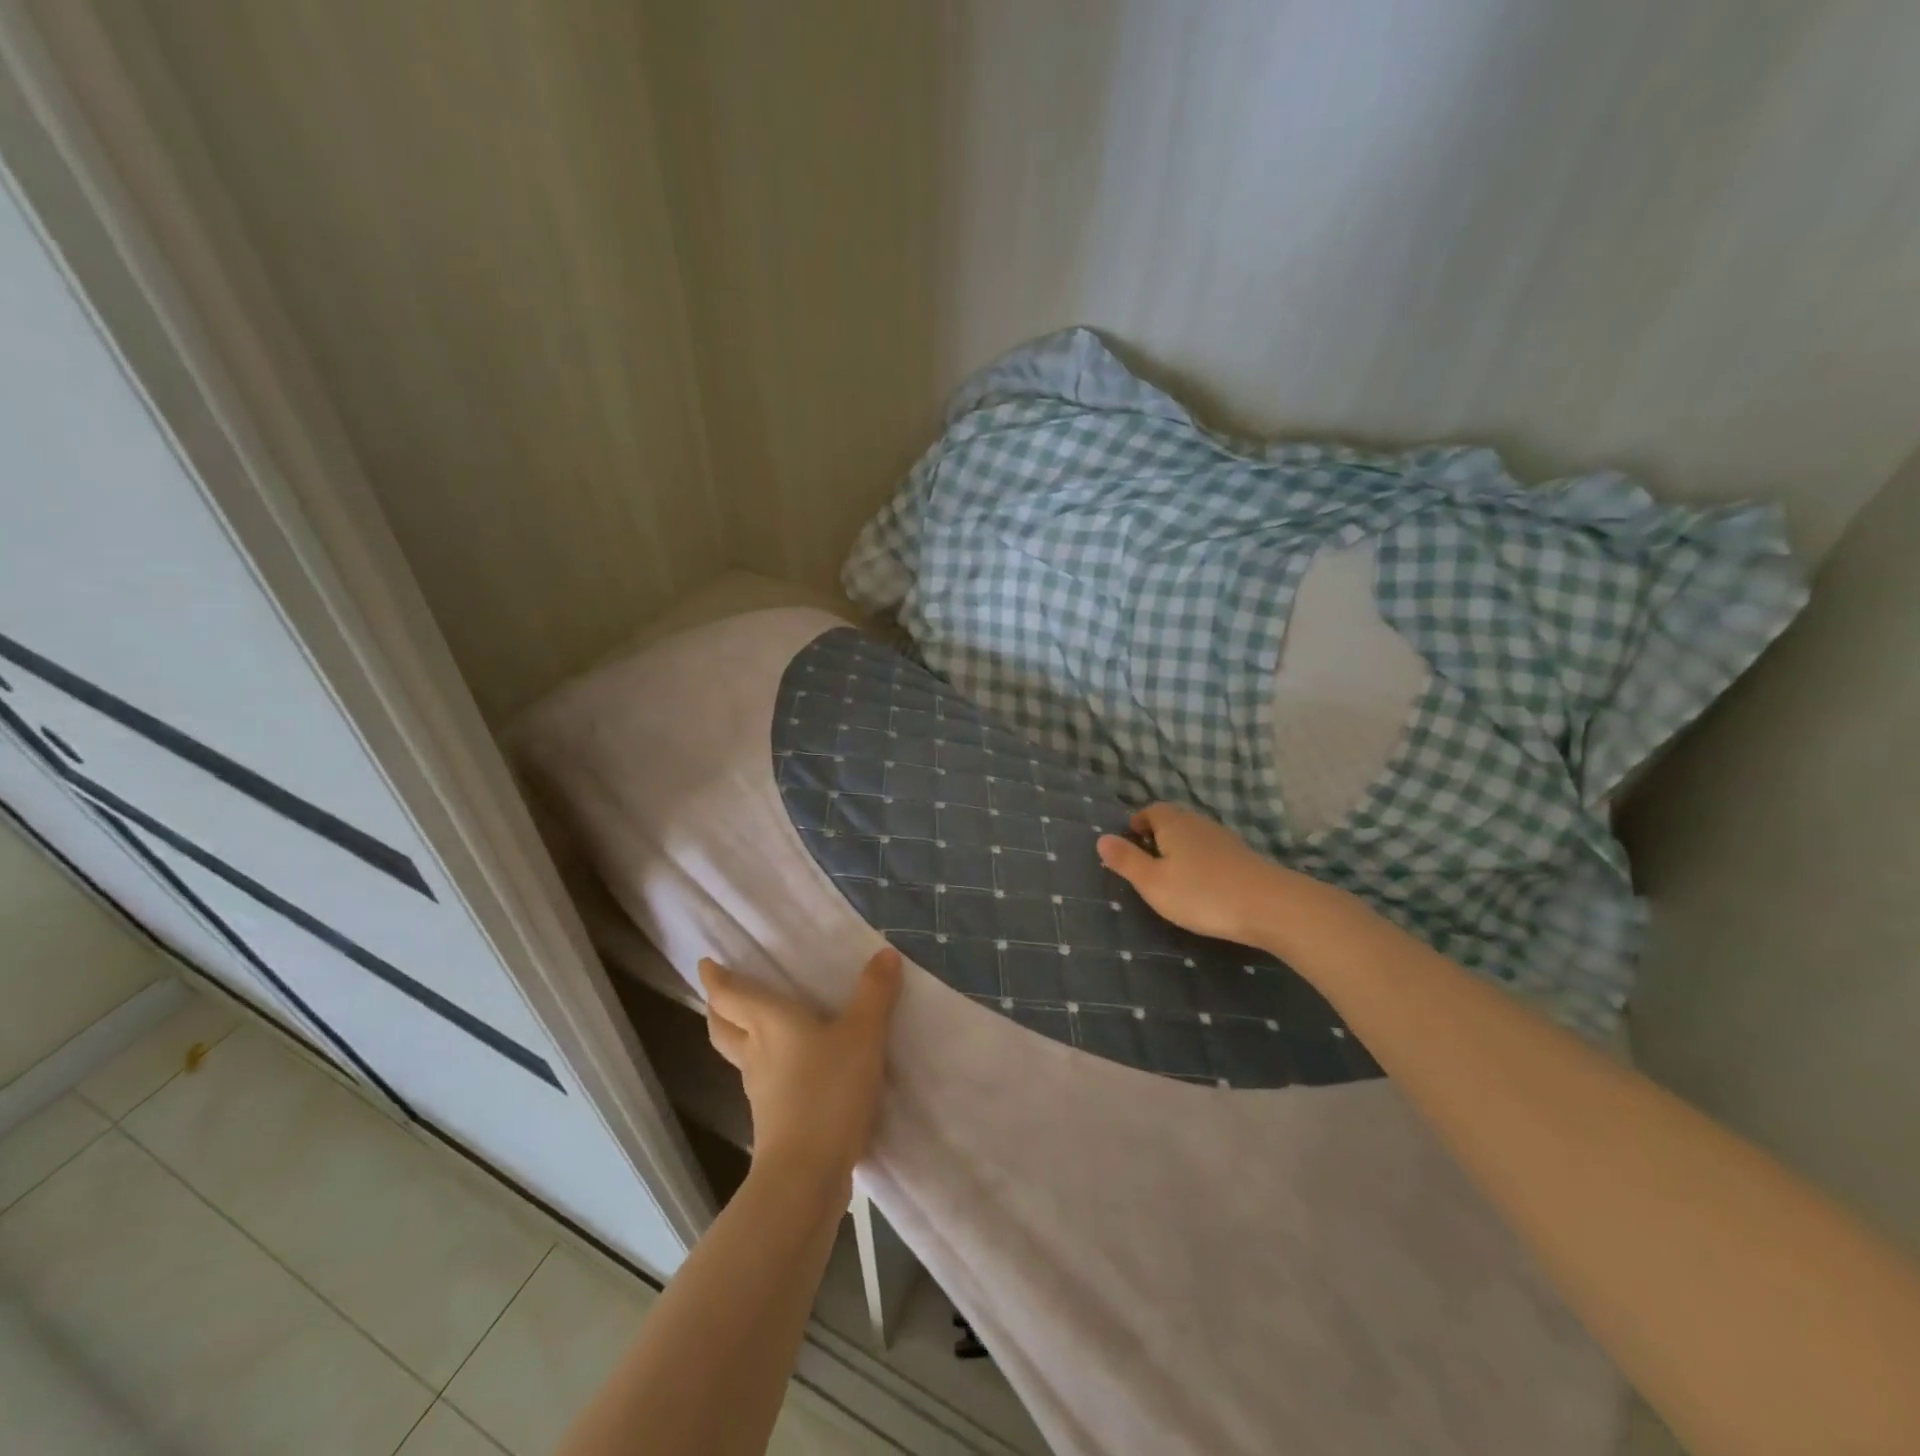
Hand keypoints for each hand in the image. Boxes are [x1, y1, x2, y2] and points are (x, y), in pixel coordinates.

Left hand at [698, 947, 901, 1194]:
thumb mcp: (862, 1036)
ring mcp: (760, 1089)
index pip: (729, 995)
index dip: (715, 978)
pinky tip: (792, 1069)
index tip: (706, 964)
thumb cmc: (828, 1091)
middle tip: (722, 994)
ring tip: (759, 1025)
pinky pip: (762, 1080)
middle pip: (722, 1026)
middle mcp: (756, 1052)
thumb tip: (884, 953)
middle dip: (719, 1008)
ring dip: (741, 1036)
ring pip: (739, 1054)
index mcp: (769, 1022)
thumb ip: (874, 994)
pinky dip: (767, 1066)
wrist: (806, 1175)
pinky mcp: (772, 1120)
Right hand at [1096, 803, 1292, 947]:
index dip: (1138, 823)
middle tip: (1146, 862)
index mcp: (1173, 823)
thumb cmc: (1201, 893)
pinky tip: (1202, 886)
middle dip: (1158, 836)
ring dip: (1181, 850)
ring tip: (1172, 877)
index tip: (1129, 842)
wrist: (1269, 906)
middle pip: (1173, 820)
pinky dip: (1201, 863)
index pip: (1151, 810)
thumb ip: (1126, 860)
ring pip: (1194, 836)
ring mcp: (1224, 839)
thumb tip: (1101, 839)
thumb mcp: (1153, 882)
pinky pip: (1212, 852)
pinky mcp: (1243, 858)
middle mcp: (1198, 823)